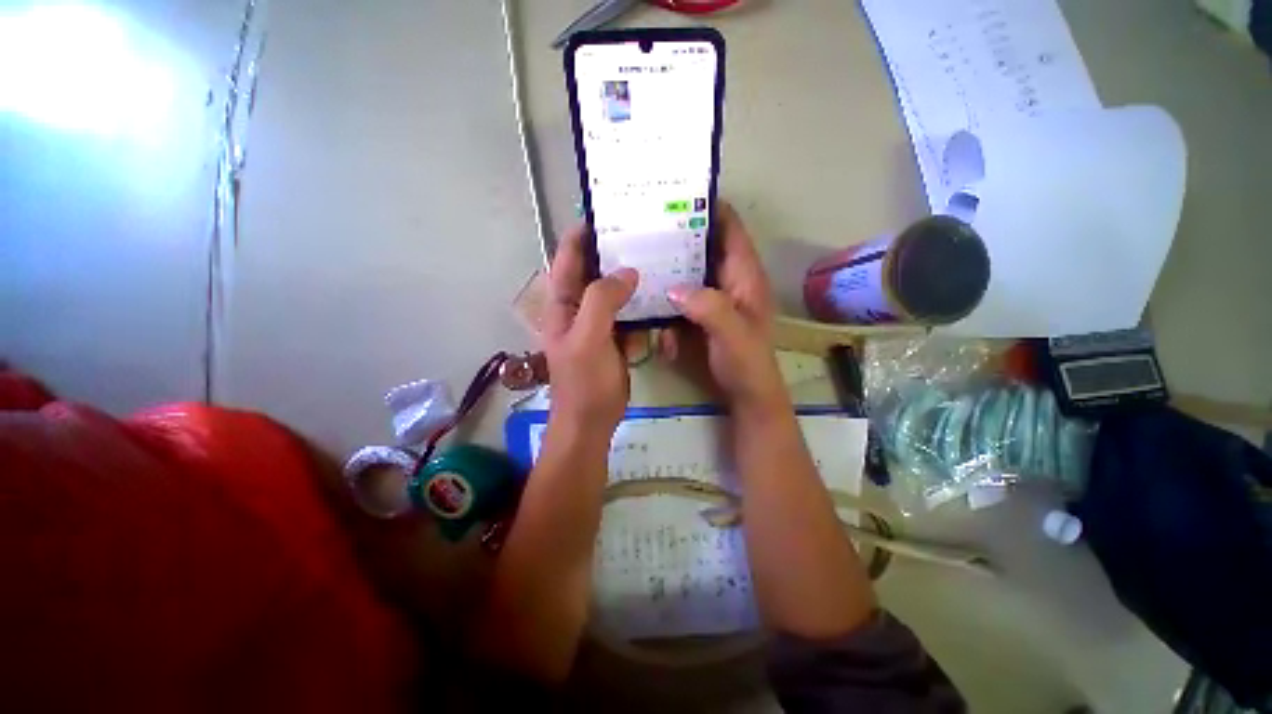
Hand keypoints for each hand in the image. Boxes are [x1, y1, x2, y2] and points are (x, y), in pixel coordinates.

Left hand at [543, 224, 638, 430]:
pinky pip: (629, 312)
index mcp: (563, 304)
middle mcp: (579, 308)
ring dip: (631, 277)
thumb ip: (602, 301)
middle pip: (594, 271)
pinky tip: (661, 292)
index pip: (568, 259)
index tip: (605, 214)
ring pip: (615, 291)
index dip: (581, 236)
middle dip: (613, 252)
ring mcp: (599, 323)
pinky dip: (642, 302)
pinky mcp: (616, 337)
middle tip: (641, 232)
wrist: (592, 421)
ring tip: (657, 256)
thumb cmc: (584, 382)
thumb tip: (627, 272)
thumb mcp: (588, 338)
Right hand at [664, 202, 787, 414]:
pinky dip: (665, 297)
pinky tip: (646, 301)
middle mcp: (728, 280)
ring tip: (637, 257)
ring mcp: (712, 298)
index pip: (730, 229)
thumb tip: (674, 287)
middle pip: (703, 246)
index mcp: (744, 276)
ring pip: (687, 271)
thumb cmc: (747, 364)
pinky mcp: (699, 315)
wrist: (745, 395)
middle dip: (679, 235)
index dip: (710, 208)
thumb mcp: (733, 335)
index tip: (677, 196)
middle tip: (646, 225)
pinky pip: (679, 297)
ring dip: (667, 266)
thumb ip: (709, 308)